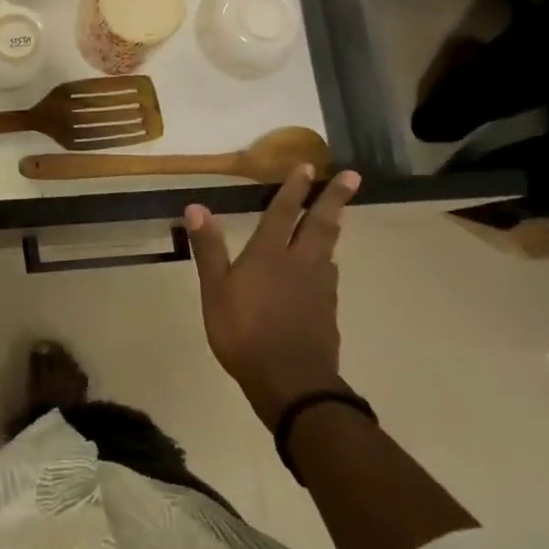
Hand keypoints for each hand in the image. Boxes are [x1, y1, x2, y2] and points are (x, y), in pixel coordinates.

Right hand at [185, 168, 360, 429]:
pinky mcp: (328, 311)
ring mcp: (318, 288)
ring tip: (340, 216)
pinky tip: (328, 267)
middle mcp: (299, 263)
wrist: (291, 382)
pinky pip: (330, 276)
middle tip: (351, 176)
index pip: (282, 213)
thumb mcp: (215, 291)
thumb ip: (208, 249)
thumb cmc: (244, 333)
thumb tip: (196, 206)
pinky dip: (329, 261)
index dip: (293, 189)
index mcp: (269, 255)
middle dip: (333, 198)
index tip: (307, 166)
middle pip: (319, 224)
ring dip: (334, 227)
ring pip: (329, 249)